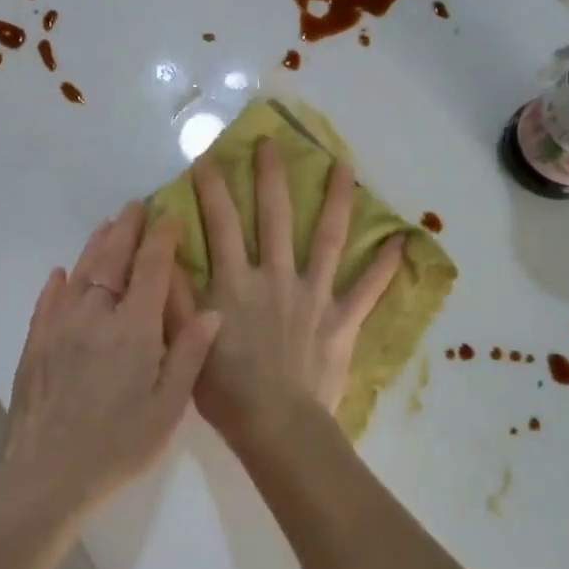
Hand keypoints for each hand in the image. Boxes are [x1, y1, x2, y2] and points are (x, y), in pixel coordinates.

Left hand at [0, 202, 221, 519]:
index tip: (170, 214)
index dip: (162, 238)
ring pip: (80, 274)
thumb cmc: (119, 445)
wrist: (49, 475)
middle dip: (126, 230)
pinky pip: (47, 302)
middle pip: (112, 261)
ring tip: (106, 226)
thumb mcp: (168, 407)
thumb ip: (189, 355)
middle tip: (135, 207)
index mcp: (133, 329)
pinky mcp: (34, 345)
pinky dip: (58, 283)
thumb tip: (213, 311)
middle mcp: (94, 316)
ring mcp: (59, 328)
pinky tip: (62, 273)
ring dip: (95, 247)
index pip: (151, 269)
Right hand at [167, 136, 402, 445]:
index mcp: (235, 282)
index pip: (220, 223)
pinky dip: (385, 265)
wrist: (275, 426)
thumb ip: (176, 293)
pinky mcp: (342, 319)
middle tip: (270, 142)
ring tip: (345, 167)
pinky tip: (403, 239)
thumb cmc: (225, 389)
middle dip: (270, 175)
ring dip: (336, 200)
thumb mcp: (184, 341)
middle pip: (274, 216)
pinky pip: (368, 289)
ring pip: (327, 238)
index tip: (208, 157)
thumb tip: (165, 247)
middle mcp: (275, 277)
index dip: (212, 188)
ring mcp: (313, 295)